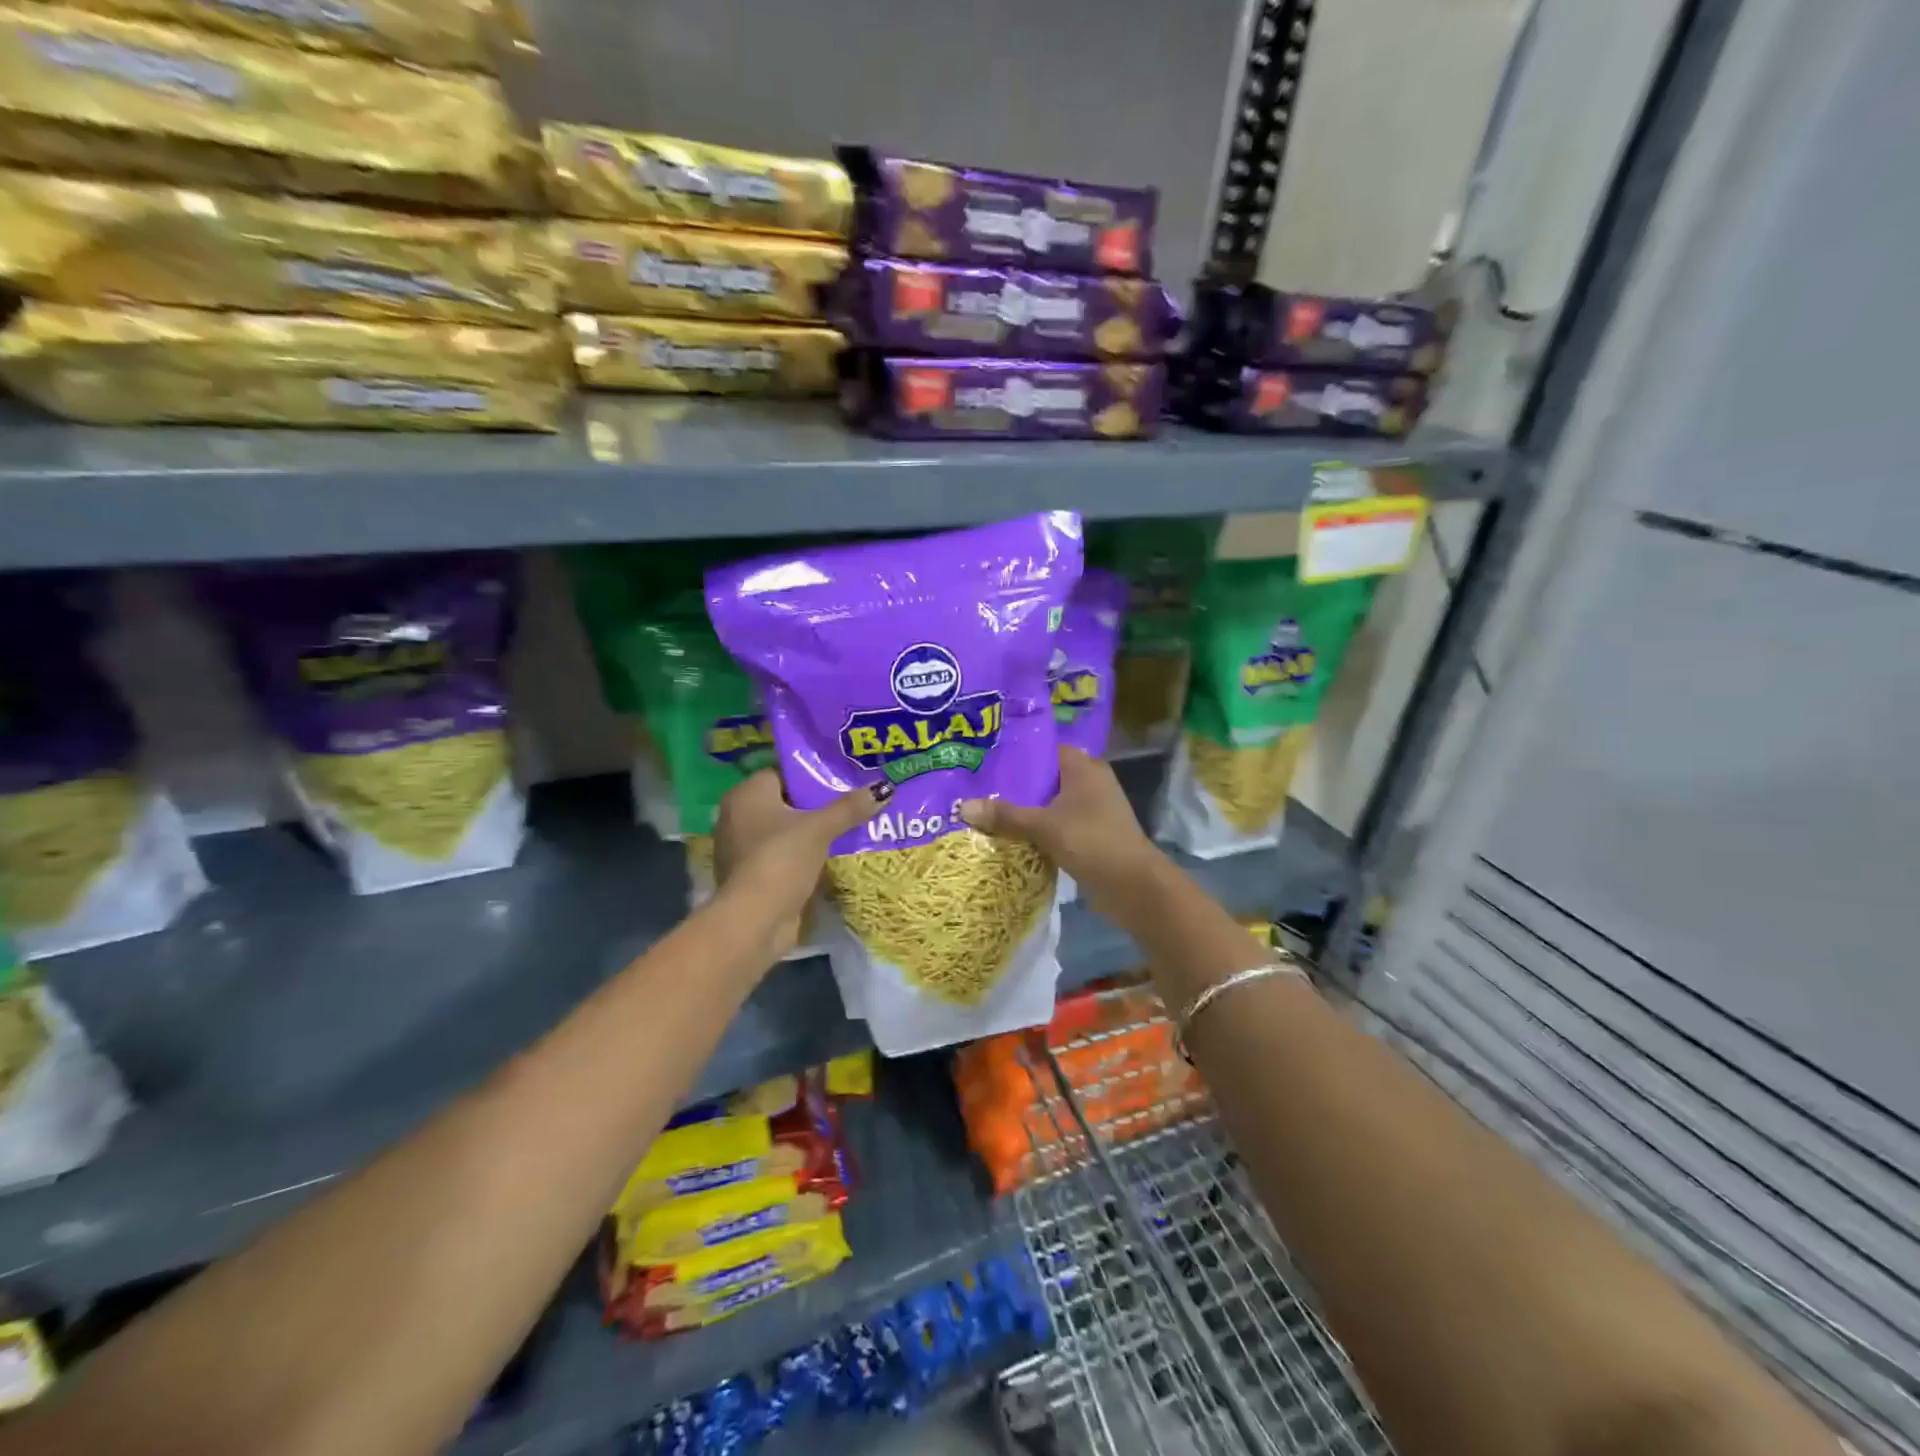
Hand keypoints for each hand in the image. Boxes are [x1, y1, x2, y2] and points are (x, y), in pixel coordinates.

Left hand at [712, 770, 889, 954]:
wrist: (754, 920)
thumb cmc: (780, 860)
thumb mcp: (820, 829)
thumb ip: (850, 808)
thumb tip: (886, 787)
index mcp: (746, 795)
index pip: (782, 773)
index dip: (812, 774)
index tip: (843, 778)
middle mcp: (737, 816)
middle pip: (785, 802)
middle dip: (816, 804)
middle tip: (852, 801)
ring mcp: (742, 848)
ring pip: (784, 830)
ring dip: (811, 832)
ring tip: (848, 826)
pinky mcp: (752, 875)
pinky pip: (783, 854)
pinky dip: (803, 855)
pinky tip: (831, 855)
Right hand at [957, 747, 1161, 906]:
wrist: (1134, 887)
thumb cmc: (1092, 842)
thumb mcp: (1044, 827)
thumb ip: (1005, 815)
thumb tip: (962, 807)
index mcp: (1084, 767)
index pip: (1044, 749)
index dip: (1015, 754)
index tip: (983, 760)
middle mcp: (1090, 781)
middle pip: (1044, 777)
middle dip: (1014, 785)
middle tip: (975, 787)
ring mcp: (1092, 809)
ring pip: (1050, 803)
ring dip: (1024, 810)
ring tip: (985, 810)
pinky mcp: (1091, 834)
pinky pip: (1057, 824)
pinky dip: (1037, 829)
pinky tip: (1010, 835)